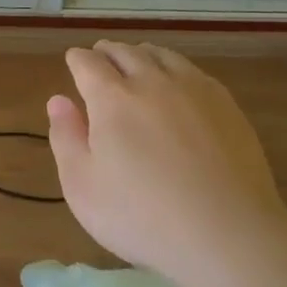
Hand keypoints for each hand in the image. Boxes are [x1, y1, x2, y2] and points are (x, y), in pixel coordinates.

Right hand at [46, 42, 286, 286]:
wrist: (228, 234)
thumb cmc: (142, 216)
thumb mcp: (82, 186)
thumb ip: (66, 137)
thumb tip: (58, 100)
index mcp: (112, 98)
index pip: (87, 63)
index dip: (76, 60)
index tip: (73, 62)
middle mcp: (152, 82)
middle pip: (125, 52)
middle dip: (107, 52)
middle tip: (99, 59)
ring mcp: (194, 90)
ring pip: (161, 55)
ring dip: (141, 55)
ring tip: (136, 63)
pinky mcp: (227, 105)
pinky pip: (193, 71)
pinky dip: (175, 68)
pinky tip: (177, 84)